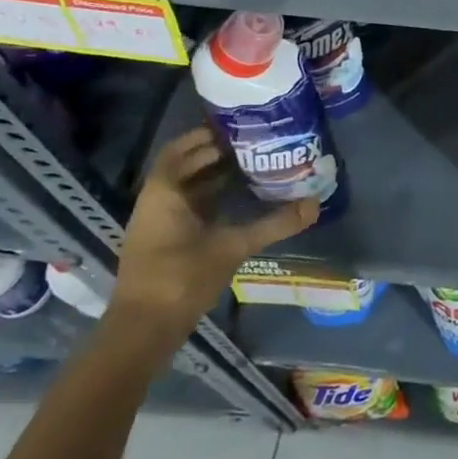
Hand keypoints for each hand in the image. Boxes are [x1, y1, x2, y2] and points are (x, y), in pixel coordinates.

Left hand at [107, 127, 318, 353]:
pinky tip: (237, 203)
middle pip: (184, 167)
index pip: (180, 149)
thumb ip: (274, 224)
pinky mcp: (163, 244)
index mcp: (164, 192)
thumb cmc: (181, 277)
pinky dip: (209, 199)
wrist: (143, 331)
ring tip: (251, 168)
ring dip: (212, 177)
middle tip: (253, 145)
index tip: (237, 127)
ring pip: (185, 189)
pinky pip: (186, 208)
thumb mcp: (232, 247)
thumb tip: (314, 204)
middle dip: (215, 154)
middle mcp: (156, 202)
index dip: (205, 135)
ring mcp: (157, 224)